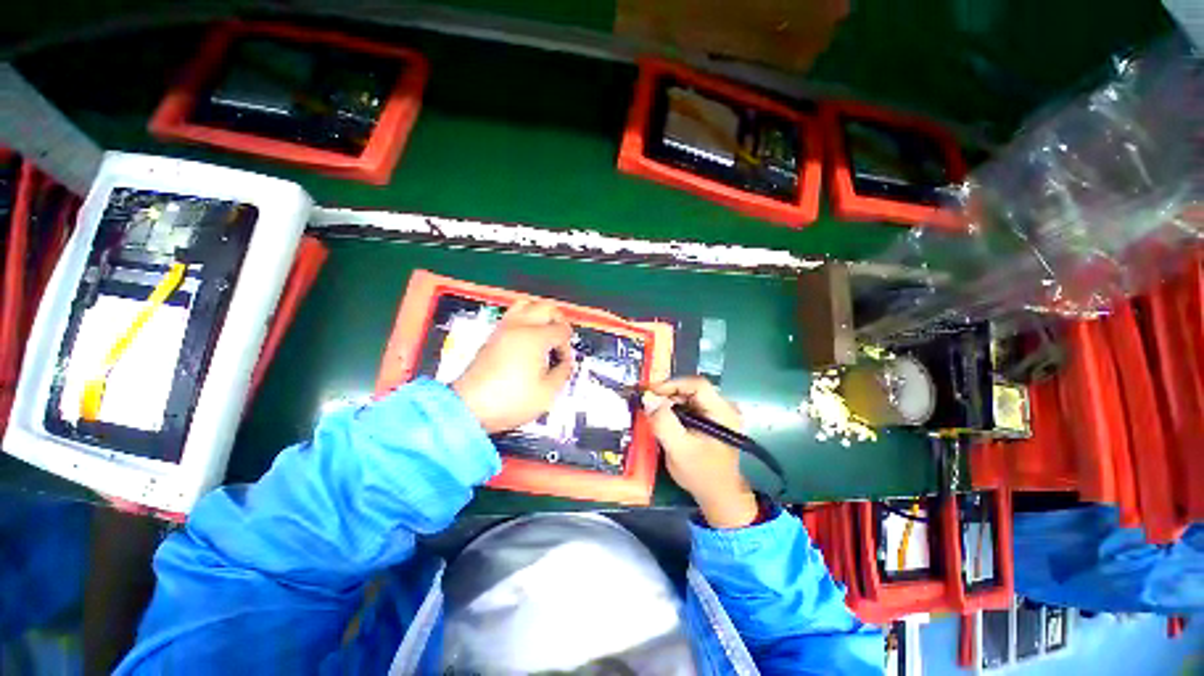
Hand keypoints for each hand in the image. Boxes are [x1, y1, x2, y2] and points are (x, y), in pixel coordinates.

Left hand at [452, 300, 574, 433]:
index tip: (563, 361)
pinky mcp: (492, 336)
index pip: (561, 330)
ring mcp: (503, 329)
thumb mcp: (547, 392)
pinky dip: (525, 320)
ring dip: (540, 315)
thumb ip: (563, 372)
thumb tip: (565, 363)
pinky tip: (527, 340)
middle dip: (559, 320)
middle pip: (546, 307)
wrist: (470, 408)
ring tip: (544, 333)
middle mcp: (519, 327)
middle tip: (560, 338)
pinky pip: (512, 316)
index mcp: (535, 338)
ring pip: (526, 305)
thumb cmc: (509, 400)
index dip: (567, 346)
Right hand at [643, 377, 757, 528]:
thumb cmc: (701, 474)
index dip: (672, 384)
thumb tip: (648, 398)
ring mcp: (719, 414)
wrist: (719, 496)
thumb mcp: (678, 449)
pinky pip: (691, 406)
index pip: (697, 384)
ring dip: (670, 402)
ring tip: (653, 412)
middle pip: (692, 389)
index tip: (650, 392)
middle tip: (648, 403)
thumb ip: (663, 423)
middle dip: (668, 394)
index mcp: (722, 412)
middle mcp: (724, 408)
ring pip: (690, 397)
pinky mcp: (712, 420)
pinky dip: (675, 410)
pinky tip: (665, 419)